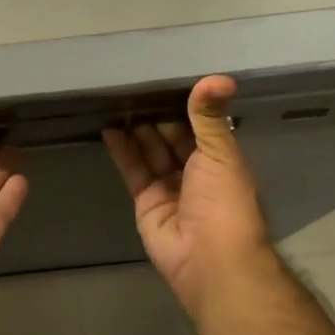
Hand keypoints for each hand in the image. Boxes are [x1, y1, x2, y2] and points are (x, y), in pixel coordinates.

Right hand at [103, 76, 275, 316]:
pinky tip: (110, 128)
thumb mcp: (220, 152)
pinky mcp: (145, 201)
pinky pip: (133, 170)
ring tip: (118, 102)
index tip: (165, 81)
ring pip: (150, 152)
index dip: (184, 107)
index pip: (199, 127)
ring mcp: (169, 187)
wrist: (208, 258)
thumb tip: (220, 77)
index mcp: (220, 161)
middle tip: (134, 88)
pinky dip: (122, 150)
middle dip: (156, 116)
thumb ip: (210, 116)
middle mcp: (195, 173)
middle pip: (172, 138)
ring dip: (136, 130)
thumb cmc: (224, 202)